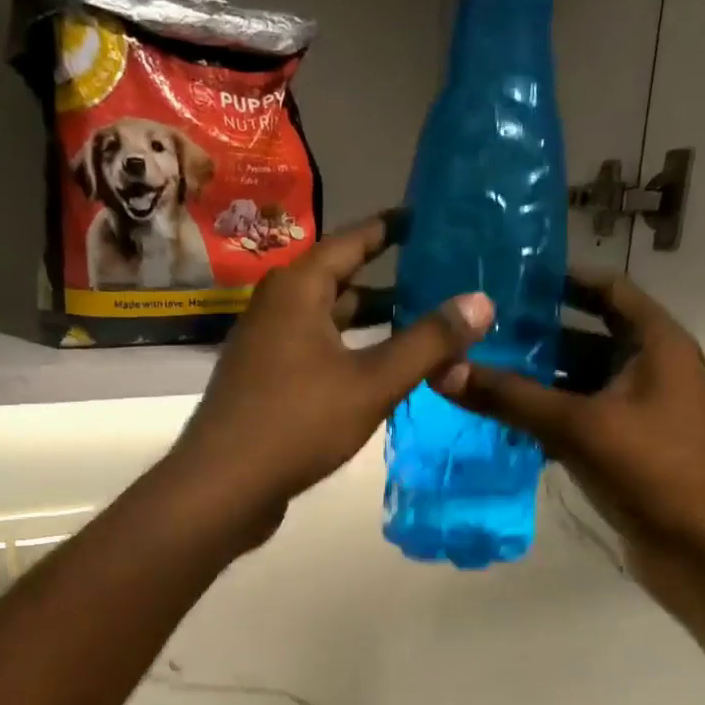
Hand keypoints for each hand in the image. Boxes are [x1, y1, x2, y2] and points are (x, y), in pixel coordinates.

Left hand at [165, 211, 493, 543]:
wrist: (223, 486)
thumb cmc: (297, 423)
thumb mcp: (372, 382)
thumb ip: (428, 342)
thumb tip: (481, 300)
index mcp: (297, 289)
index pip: (352, 240)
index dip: (391, 228)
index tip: (428, 218)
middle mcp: (277, 307)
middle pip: (341, 281)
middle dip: (390, 281)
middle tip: (441, 279)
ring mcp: (267, 346)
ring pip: (330, 322)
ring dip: (372, 323)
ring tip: (424, 326)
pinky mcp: (266, 382)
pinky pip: (317, 351)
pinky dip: (351, 352)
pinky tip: (381, 372)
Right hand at [434, 270, 704, 575]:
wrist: (702, 552)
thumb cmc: (652, 472)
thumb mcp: (577, 426)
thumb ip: (510, 397)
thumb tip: (443, 370)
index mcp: (657, 345)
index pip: (609, 290)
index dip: (563, 280)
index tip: (510, 278)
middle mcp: (651, 369)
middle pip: (587, 336)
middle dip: (536, 335)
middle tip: (477, 330)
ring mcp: (639, 411)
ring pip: (579, 382)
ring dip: (535, 380)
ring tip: (477, 371)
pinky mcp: (625, 448)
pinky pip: (579, 418)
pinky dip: (545, 417)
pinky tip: (500, 421)